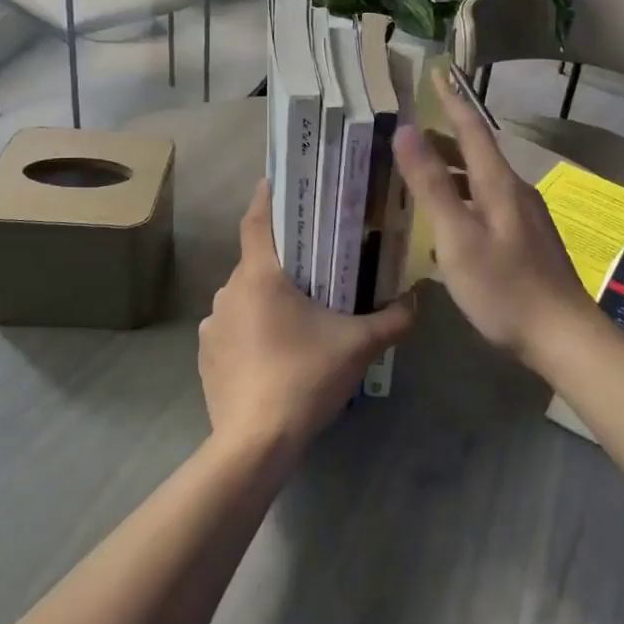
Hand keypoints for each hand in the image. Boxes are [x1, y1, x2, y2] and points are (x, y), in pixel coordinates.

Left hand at [198, 181, 413, 454]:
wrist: (255, 443)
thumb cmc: (305, 378)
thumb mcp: (359, 346)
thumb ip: (393, 318)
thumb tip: (416, 299)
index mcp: (260, 276)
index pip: (257, 220)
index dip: (266, 196)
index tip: (278, 181)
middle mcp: (229, 291)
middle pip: (256, 260)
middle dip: (282, 257)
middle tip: (314, 260)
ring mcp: (213, 324)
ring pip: (244, 295)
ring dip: (267, 296)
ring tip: (297, 311)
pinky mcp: (207, 355)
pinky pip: (232, 327)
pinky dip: (251, 327)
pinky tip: (274, 350)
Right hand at [393, 73, 591, 370]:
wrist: (562, 336)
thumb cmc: (504, 288)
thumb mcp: (458, 237)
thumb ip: (432, 185)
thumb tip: (406, 131)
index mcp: (499, 184)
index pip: (472, 128)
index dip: (451, 100)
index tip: (435, 73)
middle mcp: (515, 192)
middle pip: (477, 153)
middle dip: (445, 137)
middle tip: (409, 132)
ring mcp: (524, 217)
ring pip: (483, 180)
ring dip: (453, 169)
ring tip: (421, 173)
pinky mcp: (526, 240)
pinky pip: (488, 202)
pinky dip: (464, 196)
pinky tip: (449, 219)